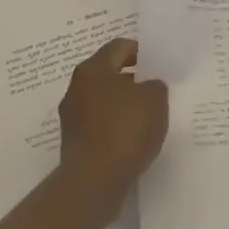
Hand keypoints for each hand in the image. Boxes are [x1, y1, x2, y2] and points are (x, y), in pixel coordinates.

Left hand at [58, 38, 166, 202]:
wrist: (95, 181)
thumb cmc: (126, 128)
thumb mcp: (155, 99)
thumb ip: (155, 85)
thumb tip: (147, 87)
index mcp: (93, 69)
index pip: (119, 47)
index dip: (140, 52)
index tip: (157, 64)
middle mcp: (76, 88)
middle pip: (108, 74)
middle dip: (131, 79)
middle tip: (153, 89)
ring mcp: (71, 117)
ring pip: (102, 100)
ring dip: (122, 104)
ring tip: (146, 115)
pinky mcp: (73, 142)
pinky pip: (98, 123)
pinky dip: (114, 125)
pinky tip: (132, 137)